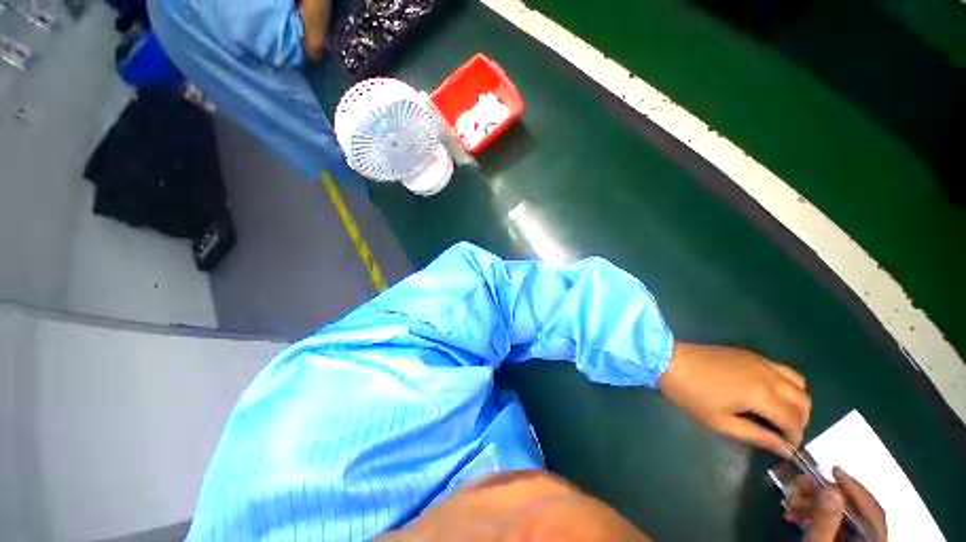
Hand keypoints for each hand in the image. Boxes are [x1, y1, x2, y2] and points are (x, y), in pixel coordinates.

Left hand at [657, 343, 810, 456]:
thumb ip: (757, 436)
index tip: (787, 447)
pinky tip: (770, 393)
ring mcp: (760, 360)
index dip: (795, 437)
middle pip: (803, 399)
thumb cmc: (691, 394)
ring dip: (798, 400)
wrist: (668, 361)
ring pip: (797, 381)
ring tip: (781, 413)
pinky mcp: (749, 353)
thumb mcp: (720, 422)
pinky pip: (782, 368)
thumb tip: (785, 449)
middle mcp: (768, 375)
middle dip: (801, 419)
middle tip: (785, 431)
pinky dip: (787, 383)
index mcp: (762, 394)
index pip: (794, 420)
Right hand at [785, 466, 887, 540]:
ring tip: (791, 500)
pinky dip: (815, 514)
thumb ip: (826, 522)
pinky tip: (796, 512)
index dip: (854, 488)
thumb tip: (830, 488)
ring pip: (841, 515)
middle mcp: (870, 541)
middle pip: (855, 511)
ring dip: (815, 503)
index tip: (831, 469)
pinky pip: (832, 523)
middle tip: (799, 483)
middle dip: (825, 494)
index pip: (871, 511)